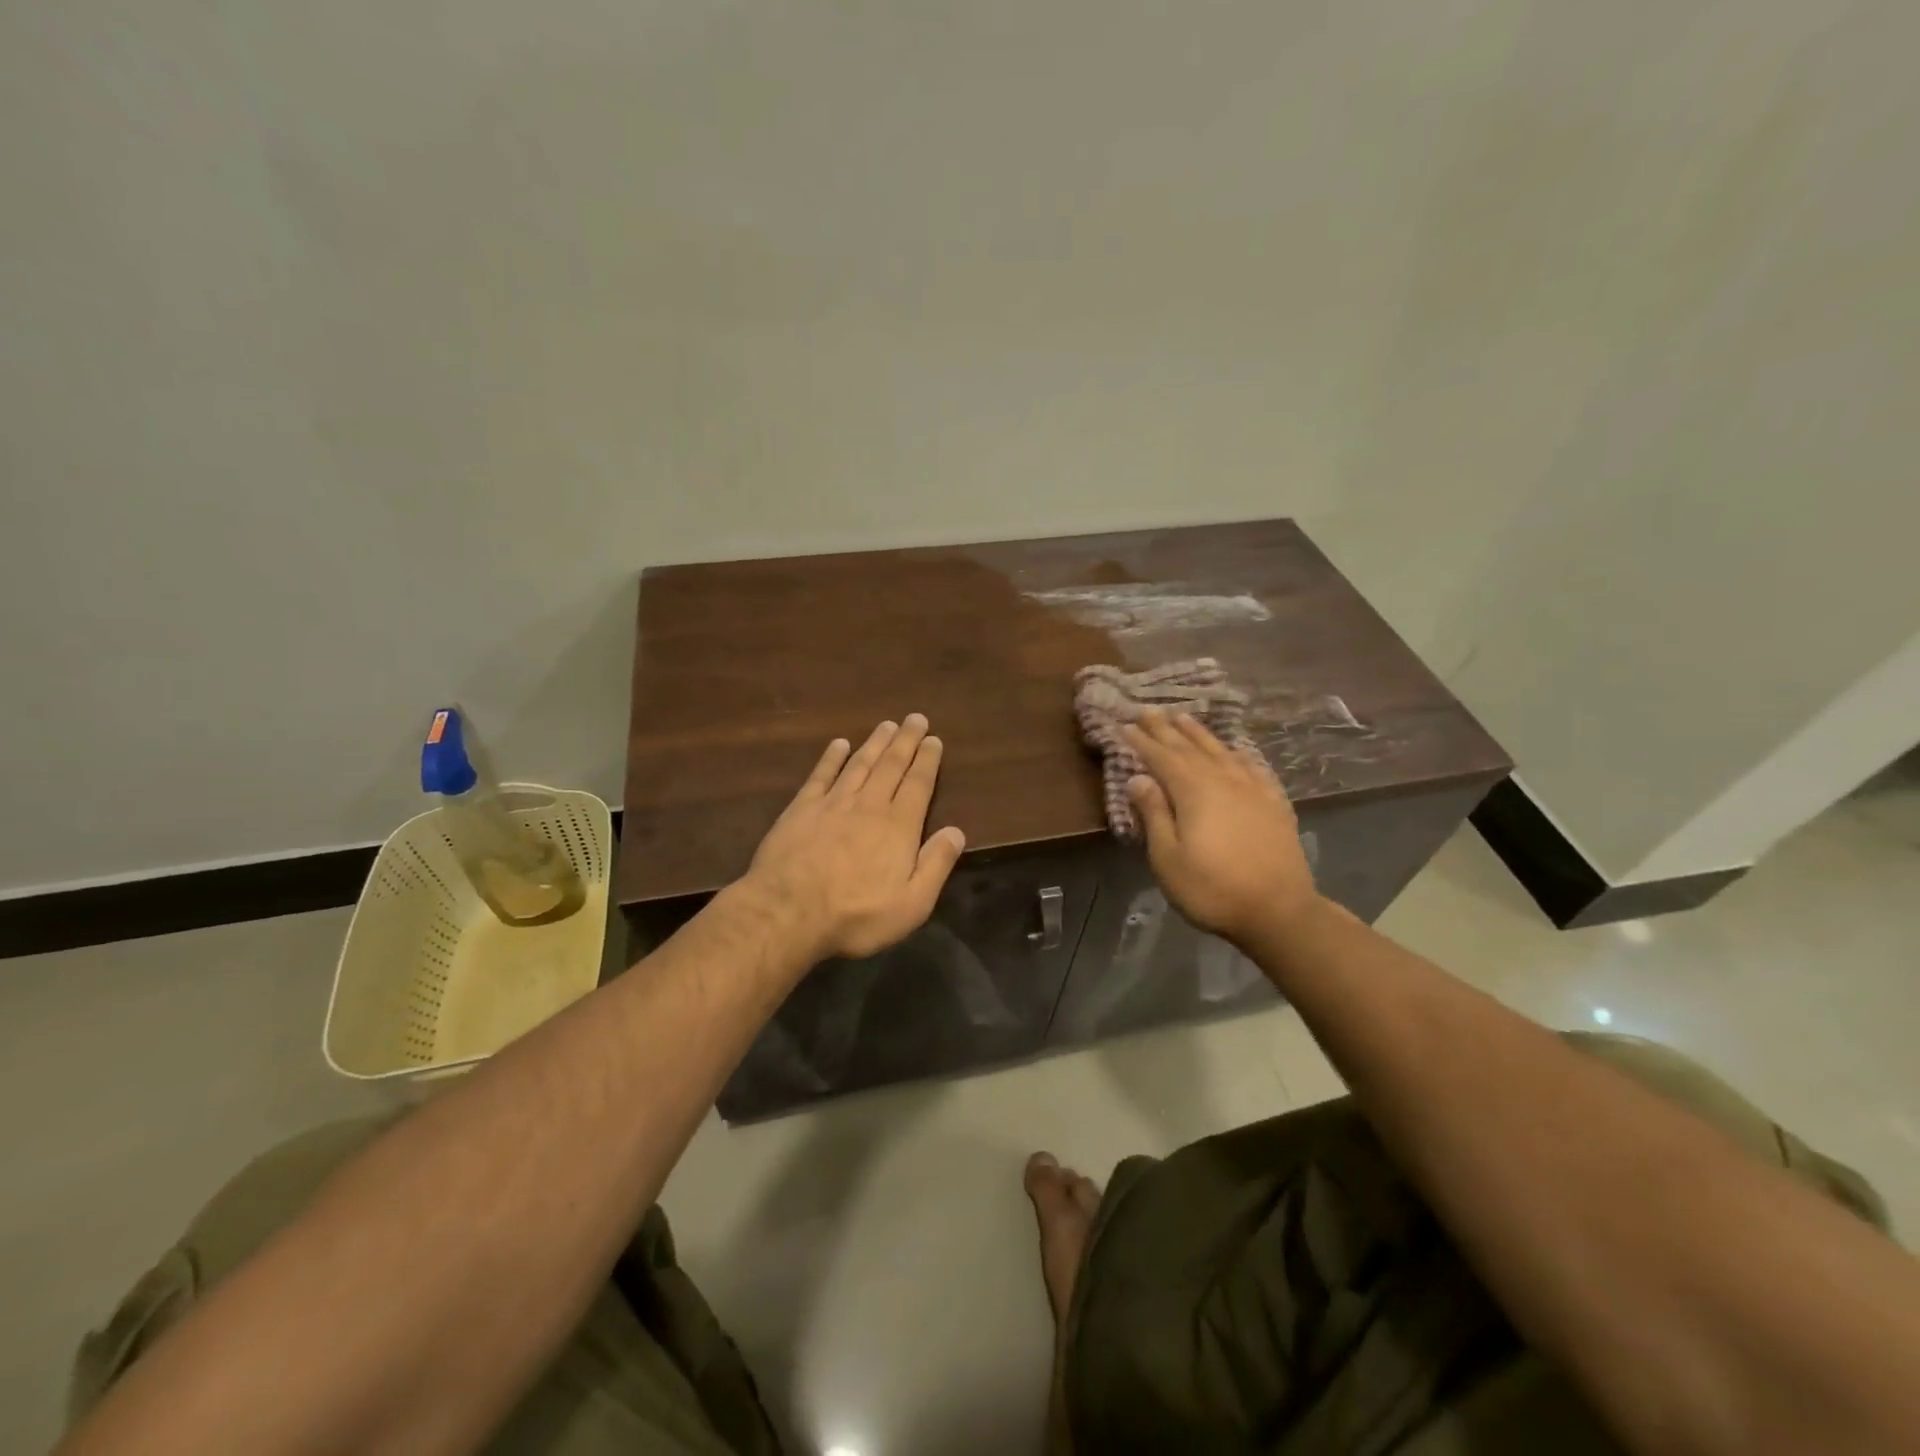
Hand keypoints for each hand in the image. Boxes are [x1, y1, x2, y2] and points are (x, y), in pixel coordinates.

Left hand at [744, 715, 966, 961]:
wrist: (788, 913)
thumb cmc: (856, 915)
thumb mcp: (911, 904)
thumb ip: (936, 865)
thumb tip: (957, 831)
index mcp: (898, 827)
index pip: (918, 784)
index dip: (927, 760)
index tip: (933, 739)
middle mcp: (869, 806)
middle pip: (891, 766)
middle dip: (905, 741)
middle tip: (915, 718)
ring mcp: (832, 804)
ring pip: (859, 764)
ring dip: (874, 743)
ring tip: (886, 725)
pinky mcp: (801, 809)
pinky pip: (821, 776)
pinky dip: (831, 758)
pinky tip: (838, 744)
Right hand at [1123, 708, 1318, 944]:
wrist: (1279, 911)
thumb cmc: (1212, 888)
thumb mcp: (1168, 858)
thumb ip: (1154, 814)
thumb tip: (1138, 778)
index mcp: (1193, 791)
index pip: (1161, 757)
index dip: (1141, 741)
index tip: (1124, 724)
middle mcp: (1223, 779)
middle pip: (1189, 747)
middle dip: (1166, 729)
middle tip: (1148, 710)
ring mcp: (1253, 789)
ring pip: (1221, 751)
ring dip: (1199, 733)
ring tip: (1183, 717)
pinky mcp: (1274, 803)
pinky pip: (1254, 767)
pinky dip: (1240, 754)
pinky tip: (1237, 750)